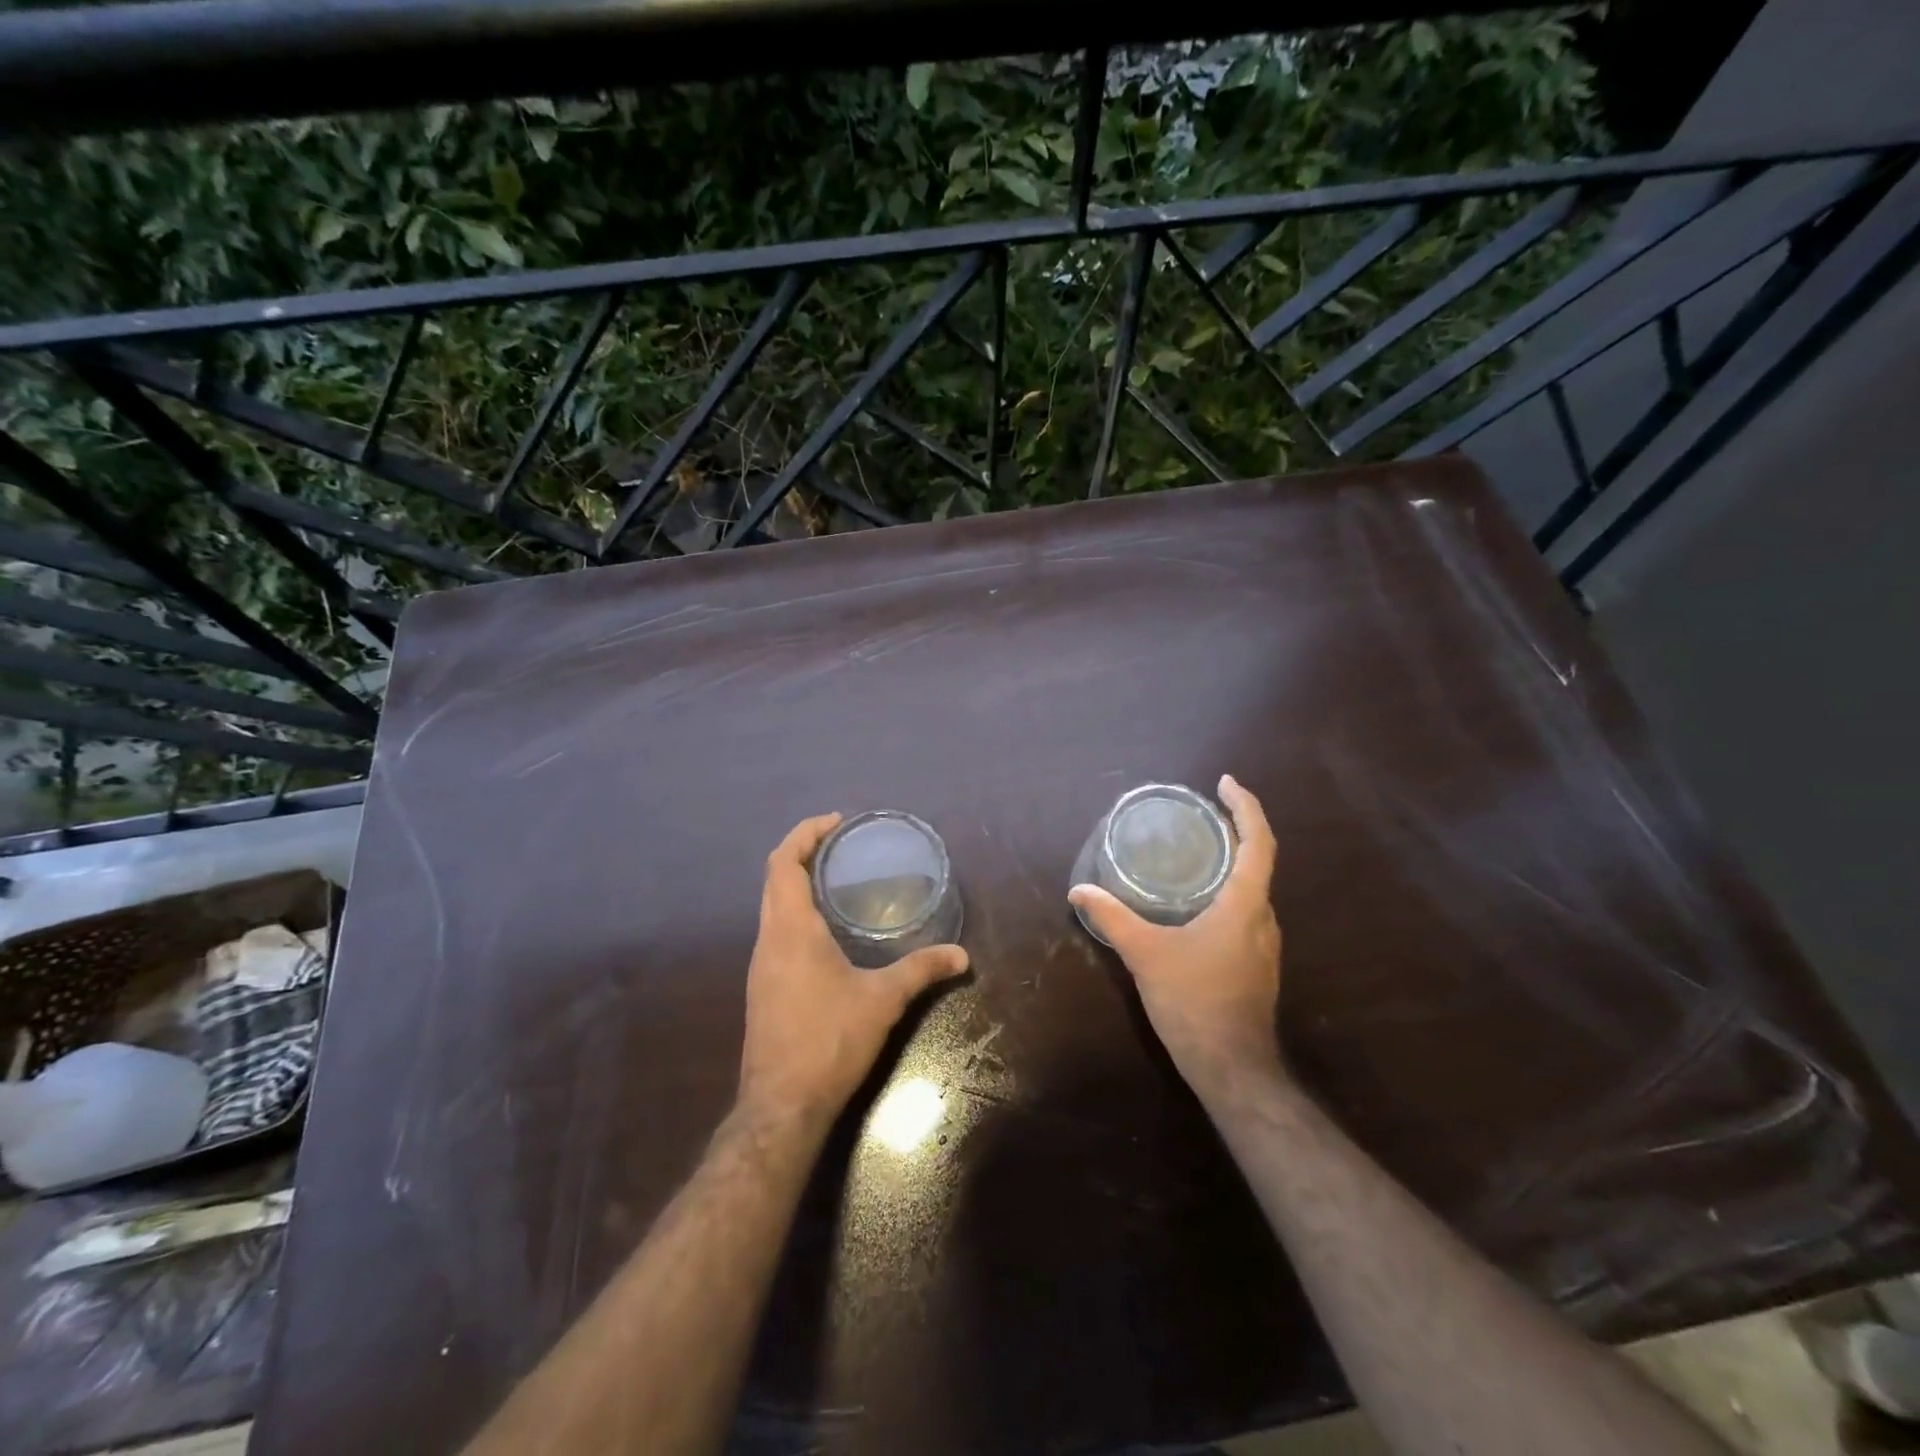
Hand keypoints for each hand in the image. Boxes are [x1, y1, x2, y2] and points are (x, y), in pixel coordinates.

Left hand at [737, 813, 969, 1130]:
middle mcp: (767, 940)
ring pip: (771, 906)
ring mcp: (759, 966)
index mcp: (790, 930)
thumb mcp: (882, 1000)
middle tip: (841, 844)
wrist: (780, 1106)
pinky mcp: (762, 988)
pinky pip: (775, 931)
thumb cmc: (829, 1041)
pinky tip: (826, 931)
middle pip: (774, 879)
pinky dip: (795, 912)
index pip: (783, 863)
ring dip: (796, 883)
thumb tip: (962, 956)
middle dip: (802, 852)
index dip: (805, 834)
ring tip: (836, 879)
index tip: (836, 822)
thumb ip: (922, 971)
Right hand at [1069, 775, 1284, 1096]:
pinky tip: (1195, 904)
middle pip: (1258, 862)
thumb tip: (1079, 891)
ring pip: (1251, 890)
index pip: (1259, 841)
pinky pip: (1245, 913)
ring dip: (1231, 864)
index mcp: (1245, 904)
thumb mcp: (1146, 954)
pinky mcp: (1257, 965)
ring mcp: (1264, 945)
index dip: (1246, 807)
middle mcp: (1263, 918)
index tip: (1225, 783)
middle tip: (1200, 815)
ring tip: (1194, 852)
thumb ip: (1113, 918)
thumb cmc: (1194, 1001)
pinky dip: (1226, 894)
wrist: (1232, 1068)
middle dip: (1235, 831)